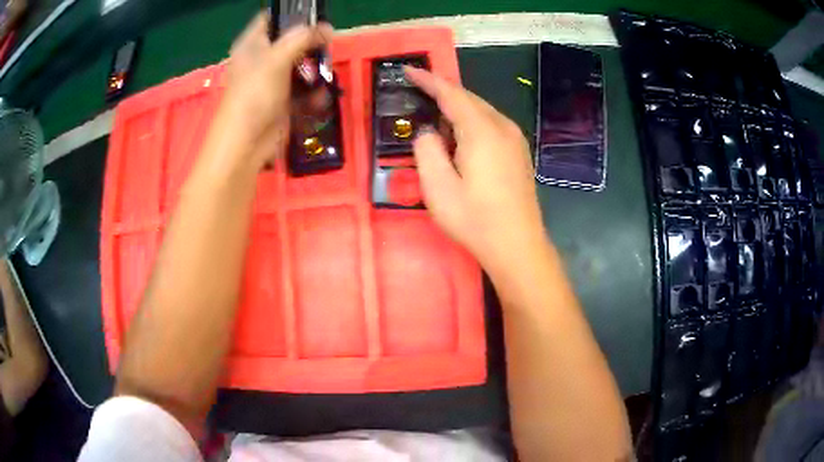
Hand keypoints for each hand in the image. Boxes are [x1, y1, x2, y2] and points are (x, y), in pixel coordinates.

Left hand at [211, 13, 332, 170]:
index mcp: (252, 44)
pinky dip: (313, 94)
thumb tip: (327, 27)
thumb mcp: (277, 59)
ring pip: (302, 65)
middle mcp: (261, 59)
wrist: (246, 144)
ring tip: (322, 79)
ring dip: (315, 73)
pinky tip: (317, 100)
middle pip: (292, 41)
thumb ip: (302, 38)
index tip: (316, 18)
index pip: (273, 18)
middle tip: (325, 47)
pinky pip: (303, 89)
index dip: (294, 15)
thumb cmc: (254, 95)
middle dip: (311, 45)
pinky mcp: (282, 100)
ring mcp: (272, 80)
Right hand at [406, 67, 547, 274]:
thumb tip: (428, 132)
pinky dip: (471, 123)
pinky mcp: (519, 152)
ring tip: (434, 120)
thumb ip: (427, 150)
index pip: (451, 93)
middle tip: (416, 94)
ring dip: (456, 110)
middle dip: (442, 93)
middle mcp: (503, 127)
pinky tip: (460, 139)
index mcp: (482, 131)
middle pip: (469, 99)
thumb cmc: (475, 220)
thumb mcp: (438, 188)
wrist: (518, 245)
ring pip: (481, 111)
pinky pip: (491, 125)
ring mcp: (515, 139)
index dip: (428, 79)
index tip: (408, 70)